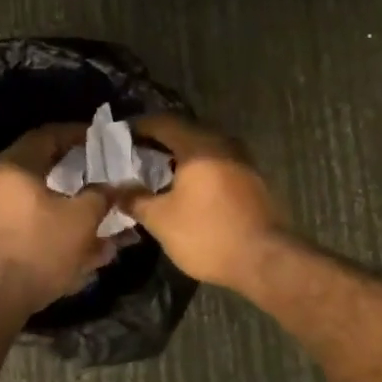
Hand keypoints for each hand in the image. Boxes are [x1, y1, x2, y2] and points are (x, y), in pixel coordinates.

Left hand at [0, 124, 111, 316]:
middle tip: (99, 176)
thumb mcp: (82, 220)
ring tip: (94, 219)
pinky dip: (50, 228)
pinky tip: (75, 248)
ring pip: (34, 201)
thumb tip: (117, 185)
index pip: (47, 135)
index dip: (77, 134)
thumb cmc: (38, 250)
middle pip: (39, 168)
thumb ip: (102, 196)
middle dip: (74, 174)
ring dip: (66, 207)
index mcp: (12, 167)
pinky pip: (24, 224)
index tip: (100, 139)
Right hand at [123, 115, 286, 289]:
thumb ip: (135, 199)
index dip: (139, 127)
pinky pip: (218, 165)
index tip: (120, 137)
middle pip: (185, 133)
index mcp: (198, 145)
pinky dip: (198, 171)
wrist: (266, 259)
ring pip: (203, 150)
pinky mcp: (252, 180)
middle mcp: (223, 144)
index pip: (163, 122)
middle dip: (159, 143)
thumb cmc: (208, 234)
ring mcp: (242, 161)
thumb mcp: (161, 220)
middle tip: (134, 157)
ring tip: (157, 175)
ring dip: (180, 158)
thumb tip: (116, 189)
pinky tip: (186, 190)